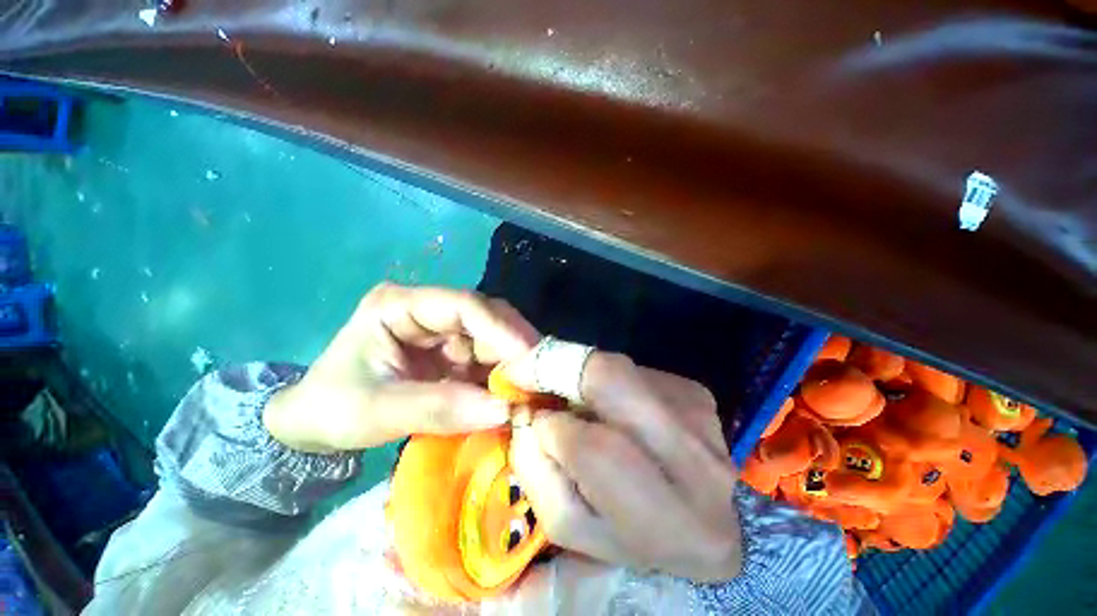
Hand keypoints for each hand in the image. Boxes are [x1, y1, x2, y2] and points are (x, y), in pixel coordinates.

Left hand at [264, 283, 539, 452]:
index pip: (462, 305)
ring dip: (514, 364)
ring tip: (534, 388)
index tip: (529, 356)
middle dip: (515, 347)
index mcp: (401, 305)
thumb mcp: (376, 411)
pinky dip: (504, 378)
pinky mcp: (454, 354)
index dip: (500, 328)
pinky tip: (516, 394)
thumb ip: (440, 409)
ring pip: (494, 339)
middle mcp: (429, 312)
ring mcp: (444, 332)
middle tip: (541, 377)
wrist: (314, 426)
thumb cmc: (332, 409)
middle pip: (486, 318)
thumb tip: (504, 411)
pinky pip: (488, 361)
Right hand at [509, 352, 742, 581]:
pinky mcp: (695, 390)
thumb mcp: (575, 526)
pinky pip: (634, 370)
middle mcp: (693, 455)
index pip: (595, 448)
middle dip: (559, 366)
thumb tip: (526, 414)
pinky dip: (608, 381)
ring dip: (582, 376)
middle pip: (611, 379)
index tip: (516, 396)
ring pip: (618, 368)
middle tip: (531, 371)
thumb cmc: (634, 537)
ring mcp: (697, 413)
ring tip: (573, 398)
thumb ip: (539, 472)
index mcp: (665, 515)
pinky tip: (612, 406)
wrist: (709, 523)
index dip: (550, 421)